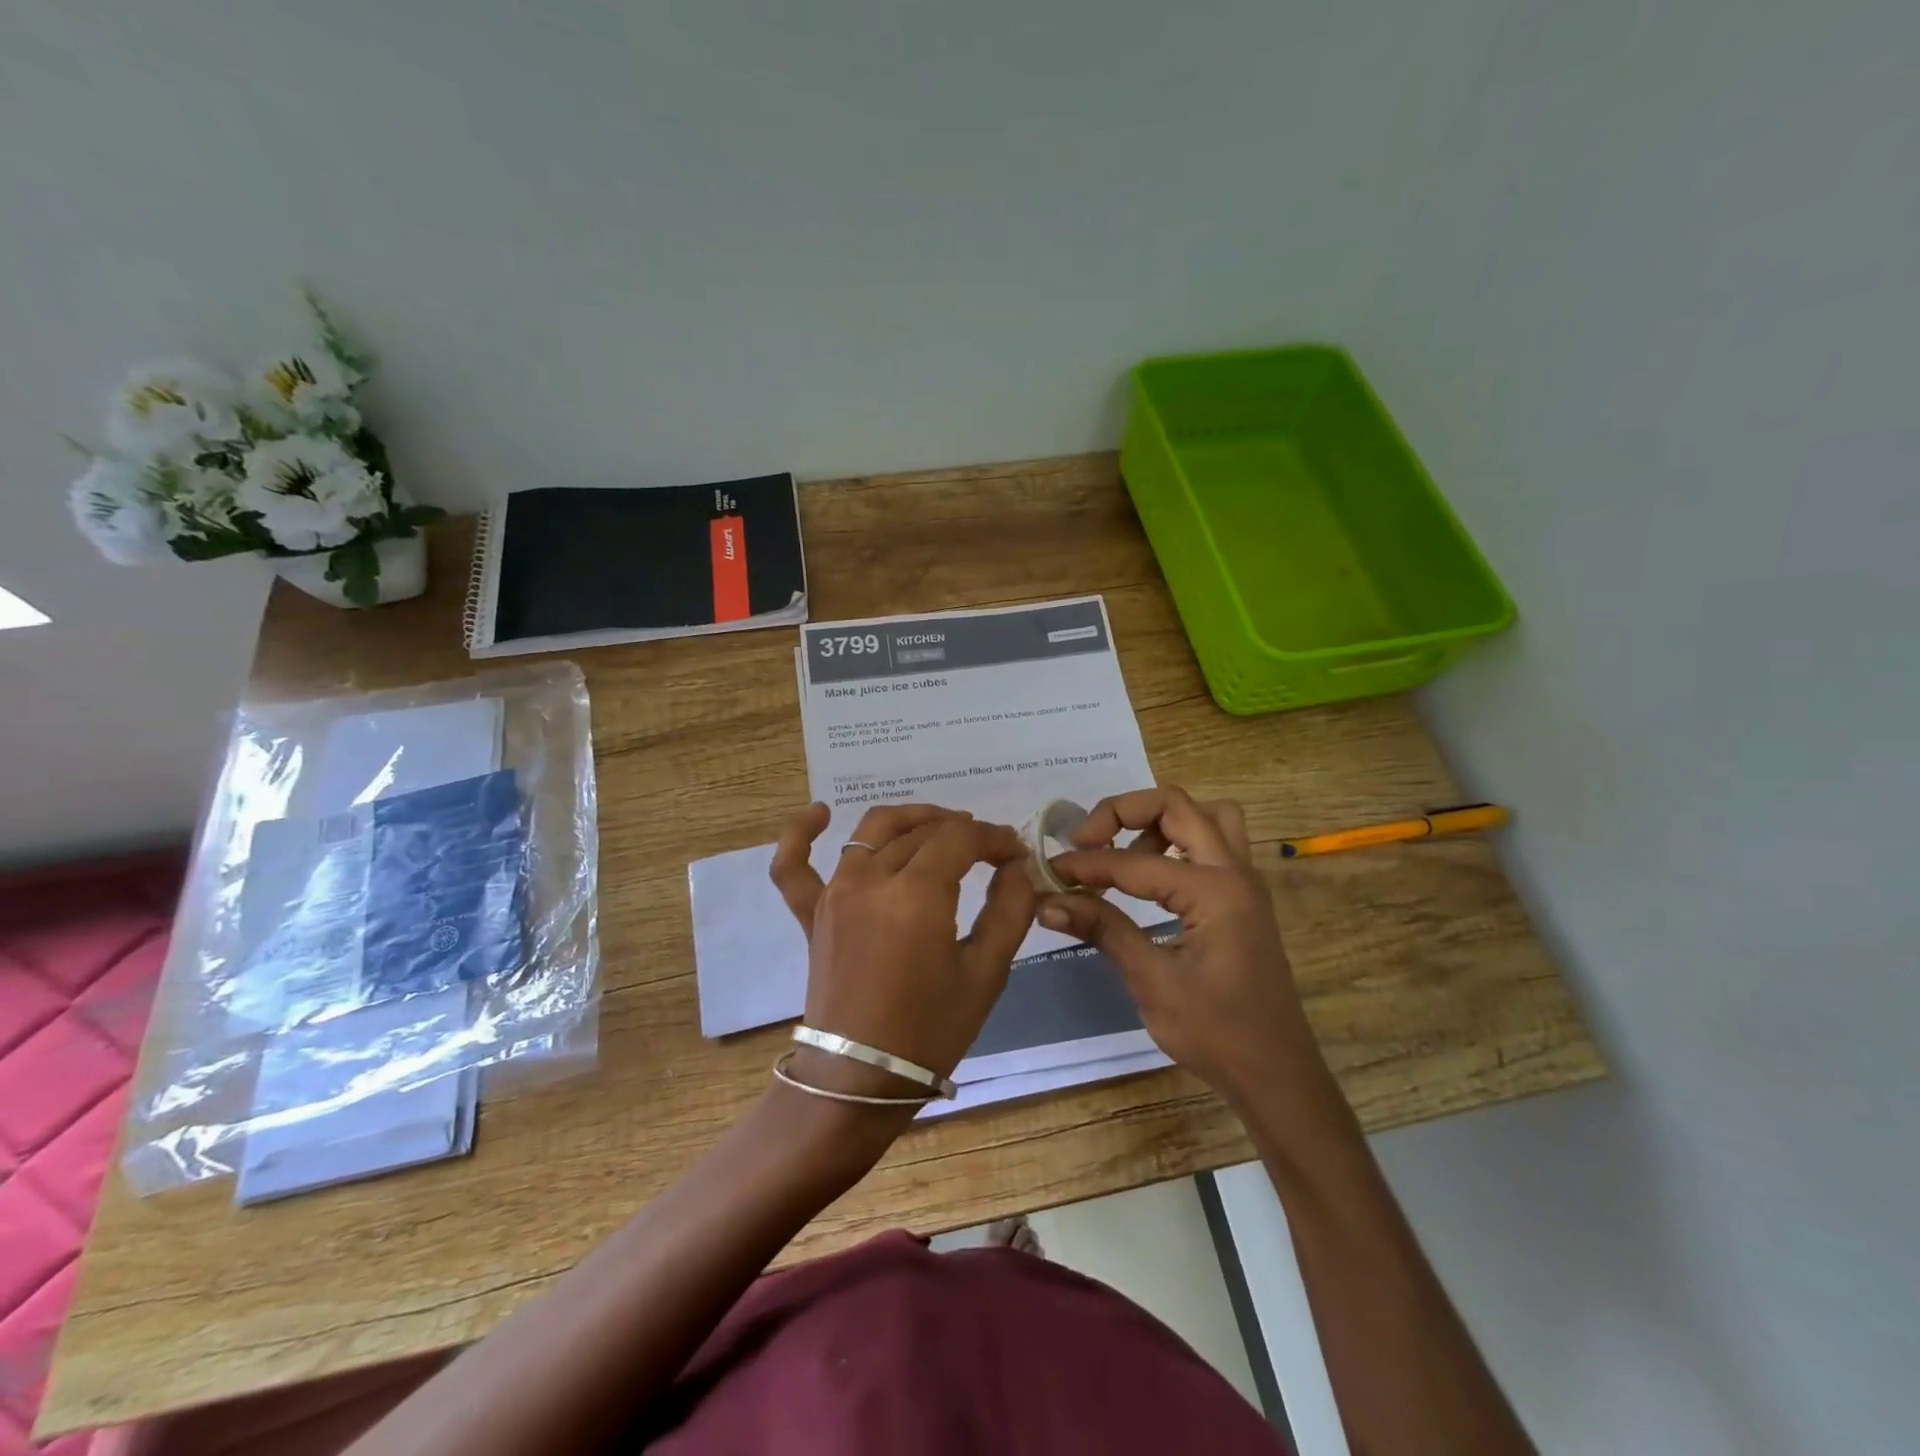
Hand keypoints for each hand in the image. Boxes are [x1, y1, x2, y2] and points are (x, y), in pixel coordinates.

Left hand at [770, 803, 1034, 1100]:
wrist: (860, 1079)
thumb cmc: (930, 1030)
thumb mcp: (986, 973)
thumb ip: (1009, 910)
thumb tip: (1017, 867)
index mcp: (916, 895)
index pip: (961, 838)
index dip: (994, 838)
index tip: (1016, 853)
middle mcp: (870, 880)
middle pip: (922, 831)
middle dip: (963, 831)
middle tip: (989, 850)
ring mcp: (834, 893)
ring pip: (873, 831)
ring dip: (911, 820)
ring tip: (940, 827)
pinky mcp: (811, 912)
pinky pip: (793, 865)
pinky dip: (801, 834)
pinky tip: (820, 812)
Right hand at [1037, 787, 1323, 1101]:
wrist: (1277, 1075)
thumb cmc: (1217, 1034)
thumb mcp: (1153, 982)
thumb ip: (1104, 930)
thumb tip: (1048, 902)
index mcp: (1215, 891)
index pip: (1135, 862)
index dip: (1087, 864)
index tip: (1050, 873)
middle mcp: (1235, 872)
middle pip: (1176, 805)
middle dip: (1123, 812)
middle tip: (1085, 840)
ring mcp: (1243, 882)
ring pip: (1203, 815)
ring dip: (1157, 822)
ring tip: (1120, 855)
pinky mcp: (1241, 897)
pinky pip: (1211, 843)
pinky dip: (1175, 842)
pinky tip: (1147, 878)